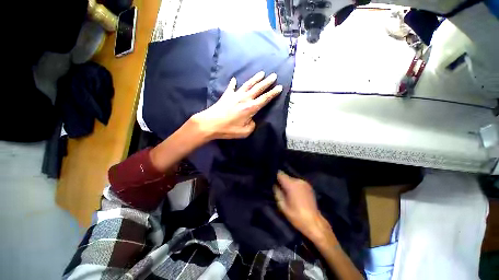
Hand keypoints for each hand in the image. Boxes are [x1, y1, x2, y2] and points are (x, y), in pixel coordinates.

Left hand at [191, 71, 282, 139]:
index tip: (279, 87)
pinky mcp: (226, 95)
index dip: (273, 93)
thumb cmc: (228, 129)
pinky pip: (231, 88)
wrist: (210, 124)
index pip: (265, 98)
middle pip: (258, 88)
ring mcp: (235, 95)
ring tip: (262, 73)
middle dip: (267, 82)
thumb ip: (252, 125)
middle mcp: (245, 99)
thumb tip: (252, 120)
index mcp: (251, 108)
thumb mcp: (245, 132)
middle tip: (274, 76)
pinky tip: (234, 79)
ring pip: (248, 85)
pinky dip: (233, 83)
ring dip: (255, 79)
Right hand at [274, 171, 330, 241]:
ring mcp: (304, 183)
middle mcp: (298, 181)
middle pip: (287, 176)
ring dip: (289, 184)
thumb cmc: (296, 215)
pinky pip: (298, 183)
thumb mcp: (282, 206)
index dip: (276, 177)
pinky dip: (295, 186)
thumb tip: (275, 185)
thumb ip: (277, 193)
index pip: (280, 174)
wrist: (314, 222)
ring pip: (292, 179)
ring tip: (288, 192)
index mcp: (291, 185)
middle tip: (281, 189)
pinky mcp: (309, 186)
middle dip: (283, 181)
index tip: (274, 181)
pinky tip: (295, 193)